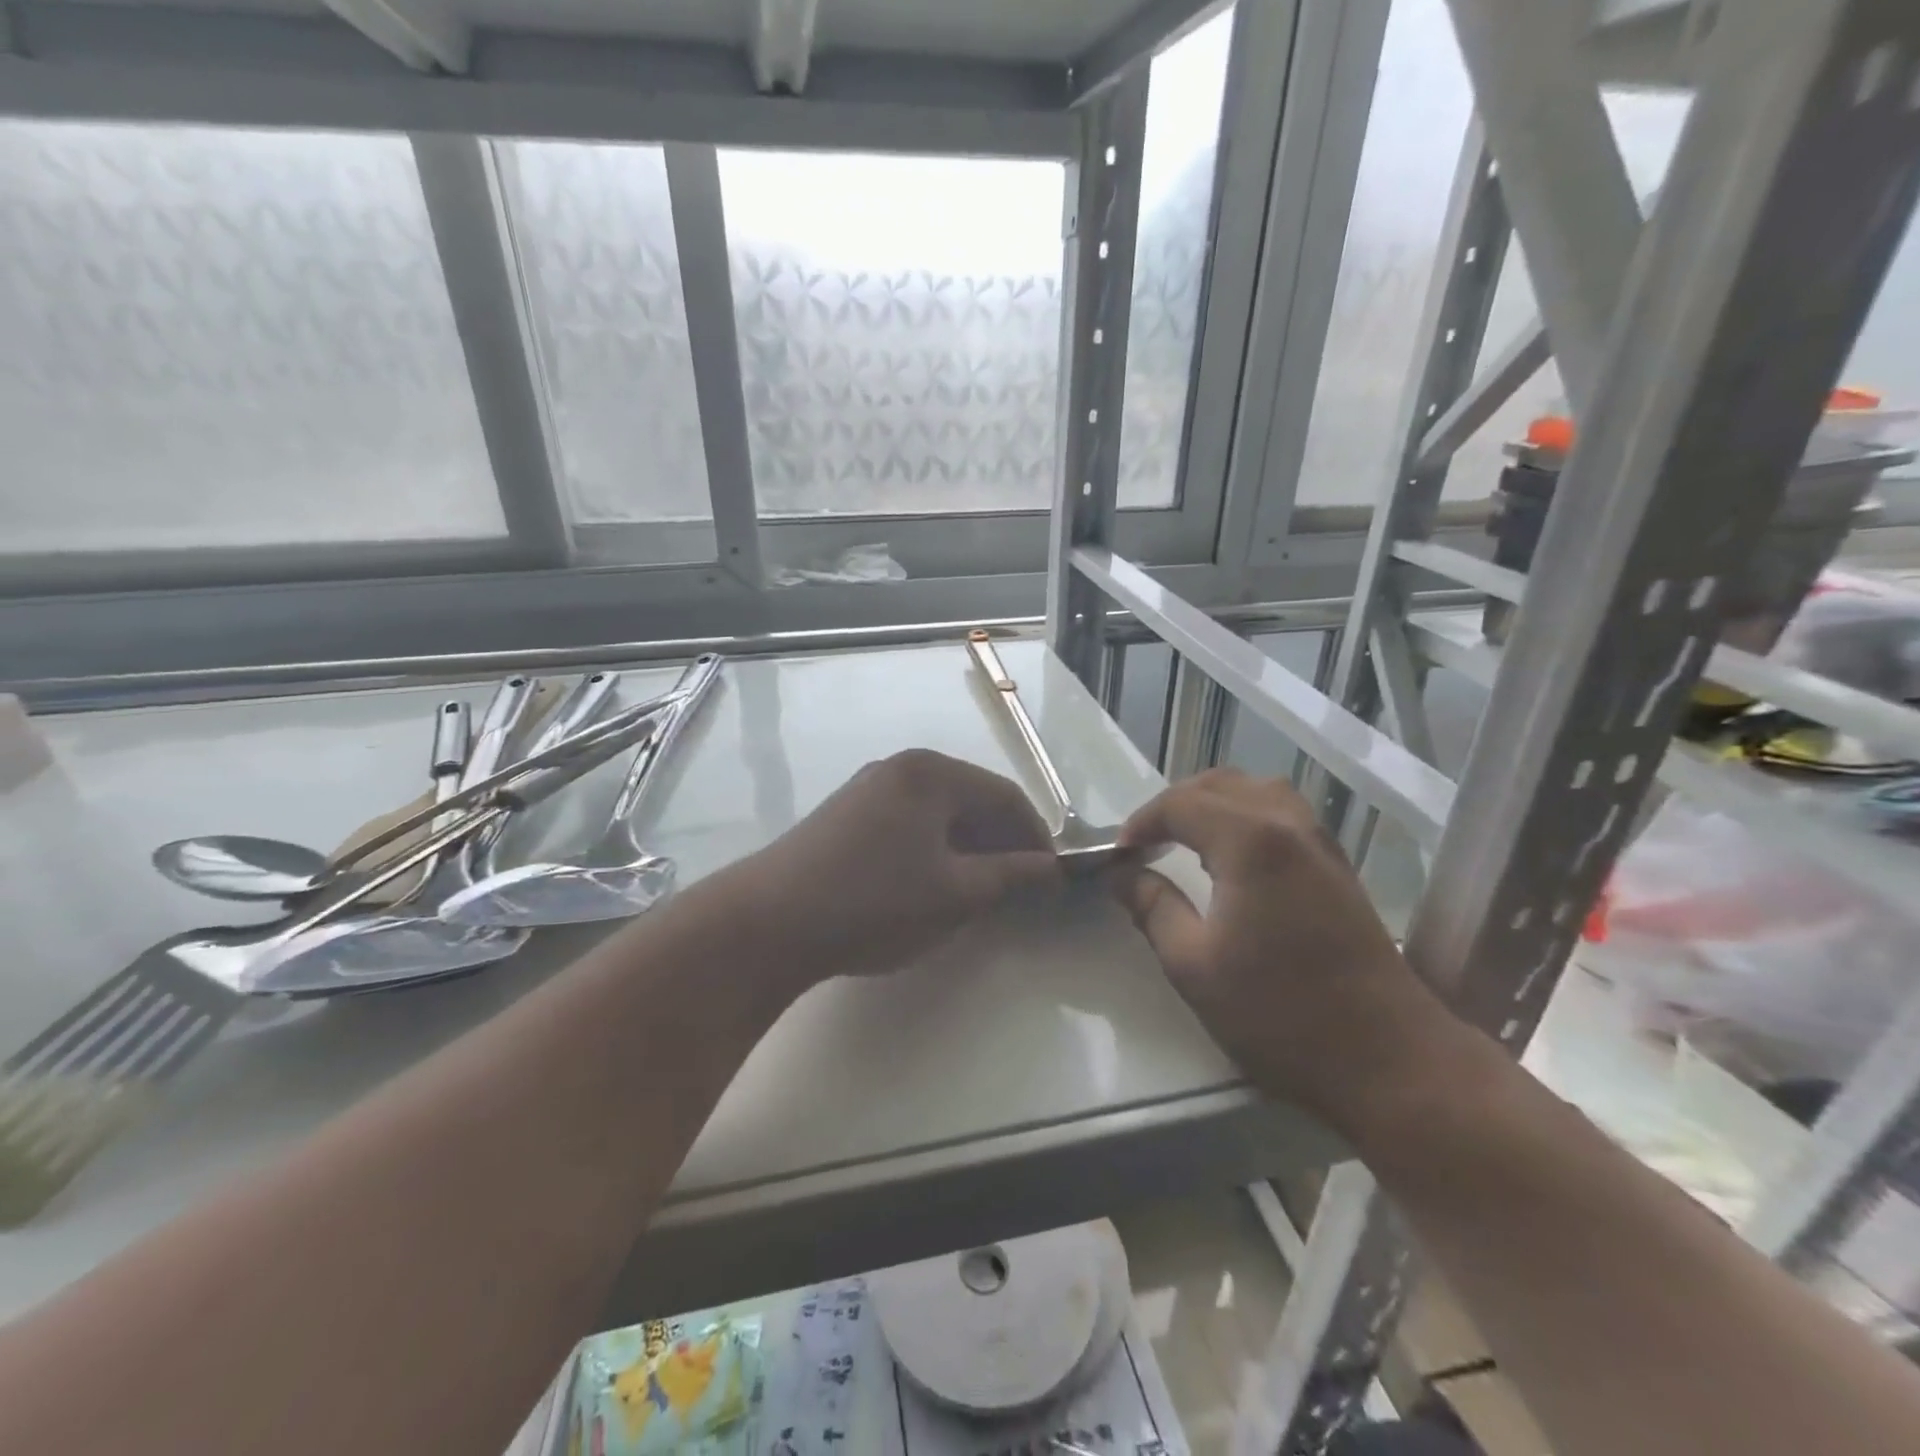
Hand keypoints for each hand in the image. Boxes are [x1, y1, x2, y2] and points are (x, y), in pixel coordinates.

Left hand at [718, 749, 1060, 986]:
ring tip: (980, 890)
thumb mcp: (955, 893)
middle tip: (1018, 887)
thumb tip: (1049, 869)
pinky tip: (931, 883)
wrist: (769, 921)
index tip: (1051, 878)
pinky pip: (907, 822)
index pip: (1005, 796)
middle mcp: (900, 767)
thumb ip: (1010, 875)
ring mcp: (867, 788)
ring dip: (967, 846)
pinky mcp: (844, 814)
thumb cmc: (875, 902)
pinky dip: (932, 848)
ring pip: (937, 812)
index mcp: (932, 773)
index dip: (1035, 837)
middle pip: (970, 798)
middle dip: (1001, 841)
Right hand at [1111, 768, 1449, 1125]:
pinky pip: (1283, 812)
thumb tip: (1122, 874)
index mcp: (1250, 841)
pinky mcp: (1338, 865)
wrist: (1388, 1059)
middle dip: (1174, 805)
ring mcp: (1320, 842)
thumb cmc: (1279, 1014)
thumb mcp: (1193, 965)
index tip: (1119, 855)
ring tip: (1186, 839)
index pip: (1181, 804)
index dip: (1141, 822)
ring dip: (1213, 803)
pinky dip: (1245, 815)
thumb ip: (1152, 907)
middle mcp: (1288, 824)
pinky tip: (1233, 855)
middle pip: (1220, 784)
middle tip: (1146, 843)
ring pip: (1257, 790)